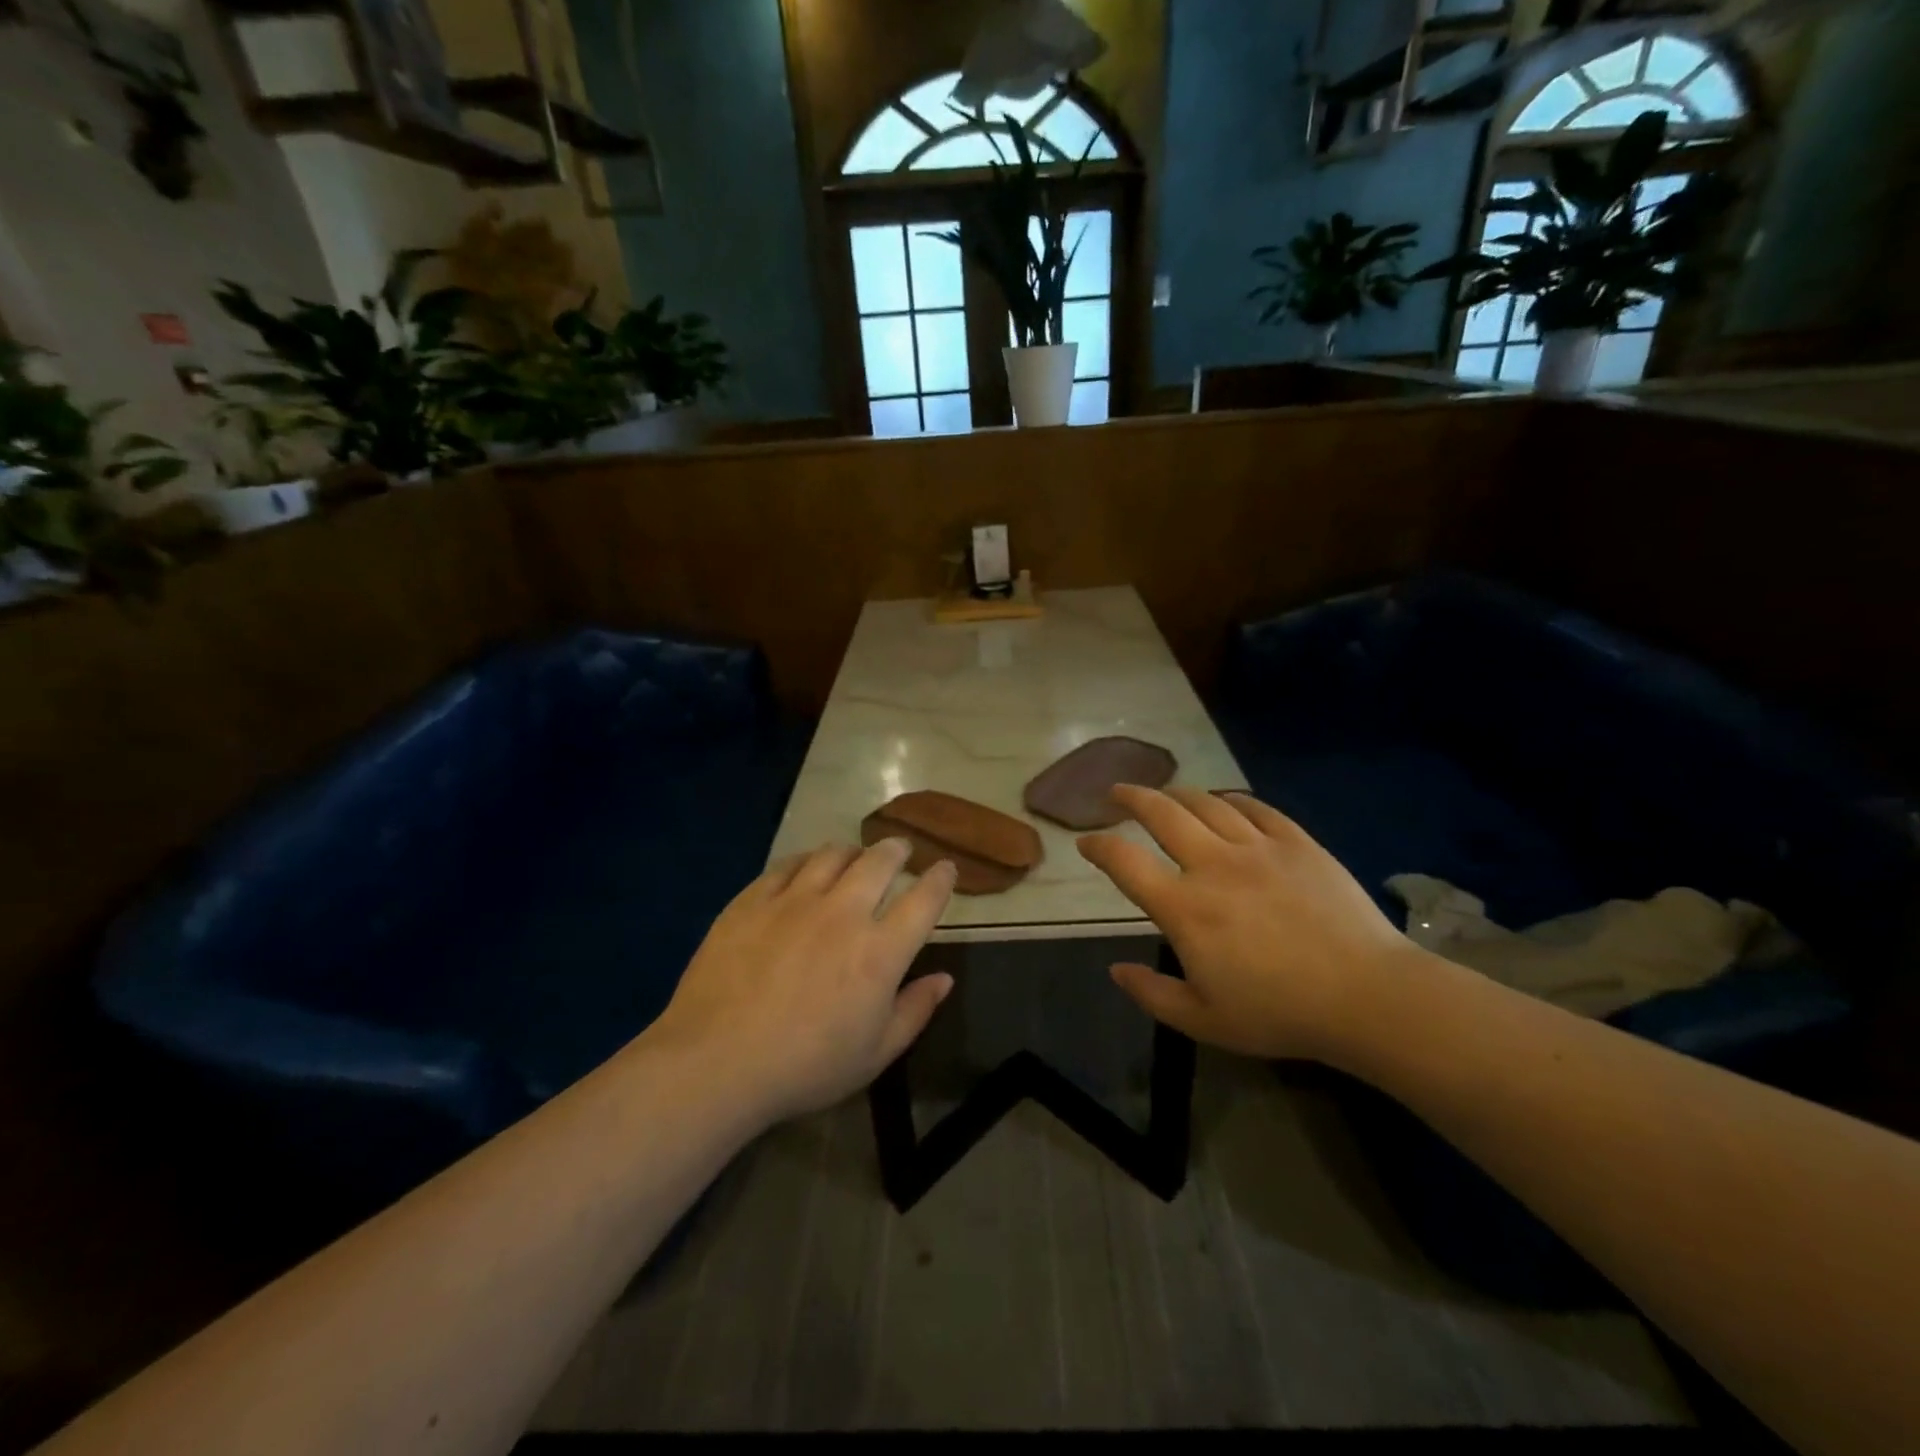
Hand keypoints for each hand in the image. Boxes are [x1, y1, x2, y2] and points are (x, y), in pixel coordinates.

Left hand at [648, 839, 955, 1123]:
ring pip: (832, 854)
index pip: (923, 900)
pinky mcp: (753, 900)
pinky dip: (807, 860)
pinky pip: (788, 865)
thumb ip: (915, 1011)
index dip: (940, 879)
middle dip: (896, 850)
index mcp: (880, 951)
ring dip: (852, 851)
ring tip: (854, 855)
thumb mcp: (874, 1054)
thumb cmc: (804, 1067)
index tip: (946, 868)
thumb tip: (944, 978)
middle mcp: (843, 913)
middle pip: (879, 862)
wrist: (716, 1062)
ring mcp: (794, 901)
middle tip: (900, 849)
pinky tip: (806, 866)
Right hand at [1078, 786, 1425, 1061]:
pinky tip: (1226, 801)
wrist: (1367, 996)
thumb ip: (1152, 994)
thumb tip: (1115, 969)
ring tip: (1166, 794)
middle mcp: (1213, 865)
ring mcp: (1257, 848)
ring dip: (1177, 794)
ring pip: (1206, 803)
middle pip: (1161, 813)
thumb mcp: (1203, 1021)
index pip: (1125, 862)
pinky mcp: (1297, 843)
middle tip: (1117, 792)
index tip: (1086, 843)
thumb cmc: (1279, 1013)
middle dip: (1131, 797)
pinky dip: (1232, 799)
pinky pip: (1256, 807)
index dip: (1098, 846)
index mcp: (1184, 907)